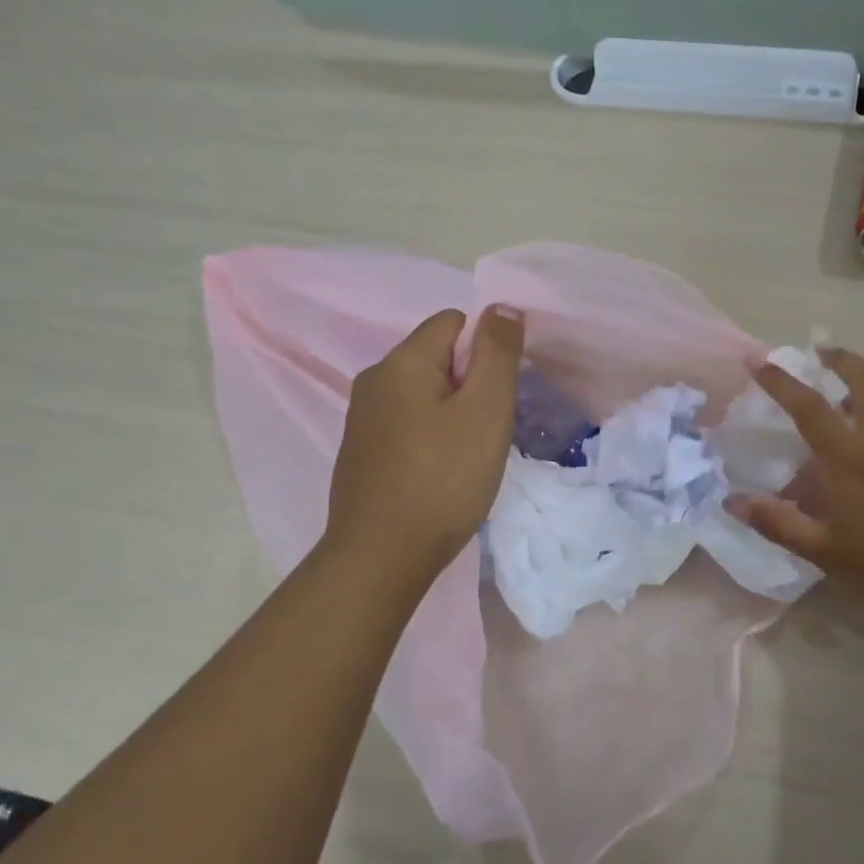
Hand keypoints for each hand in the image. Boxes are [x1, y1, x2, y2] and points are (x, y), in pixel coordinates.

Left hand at [326, 306, 524, 584]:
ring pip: (424, 393)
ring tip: (469, 454)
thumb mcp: (485, 410)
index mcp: (400, 362)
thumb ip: (497, 352)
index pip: (453, 322)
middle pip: (437, 357)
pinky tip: (441, 472)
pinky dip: (431, 436)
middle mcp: (373, 380)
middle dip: (471, 383)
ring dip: (453, 412)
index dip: (486, 350)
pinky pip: (408, 423)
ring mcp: (362, 418)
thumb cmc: (443, 479)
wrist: (381, 557)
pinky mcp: (361, 452)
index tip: (499, 395)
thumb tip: (501, 307)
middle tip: (488, 428)